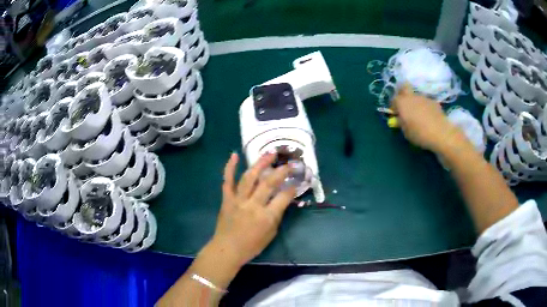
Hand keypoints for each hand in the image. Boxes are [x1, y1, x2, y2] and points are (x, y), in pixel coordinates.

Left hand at [210, 153, 295, 266]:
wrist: (227, 249)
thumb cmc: (252, 245)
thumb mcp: (271, 233)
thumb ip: (277, 215)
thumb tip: (282, 199)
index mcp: (266, 217)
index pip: (284, 197)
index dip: (292, 187)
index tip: (297, 180)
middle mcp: (253, 205)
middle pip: (269, 183)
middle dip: (281, 171)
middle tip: (290, 163)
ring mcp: (238, 200)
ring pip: (249, 177)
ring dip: (260, 163)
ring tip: (270, 153)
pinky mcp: (227, 199)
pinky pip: (227, 181)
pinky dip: (230, 167)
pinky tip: (235, 155)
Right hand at [392, 85, 460, 151]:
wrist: (440, 133)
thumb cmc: (419, 134)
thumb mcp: (405, 132)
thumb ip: (401, 123)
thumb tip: (400, 118)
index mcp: (402, 103)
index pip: (393, 100)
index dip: (394, 107)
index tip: (396, 114)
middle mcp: (412, 96)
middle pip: (404, 89)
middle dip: (402, 95)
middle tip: (405, 107)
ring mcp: (424, 97)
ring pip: (416, 97)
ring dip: (415, 103)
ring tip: (419, 116)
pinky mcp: (434, 102)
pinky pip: (425, 103)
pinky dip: (425, 108)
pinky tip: (428, 118)